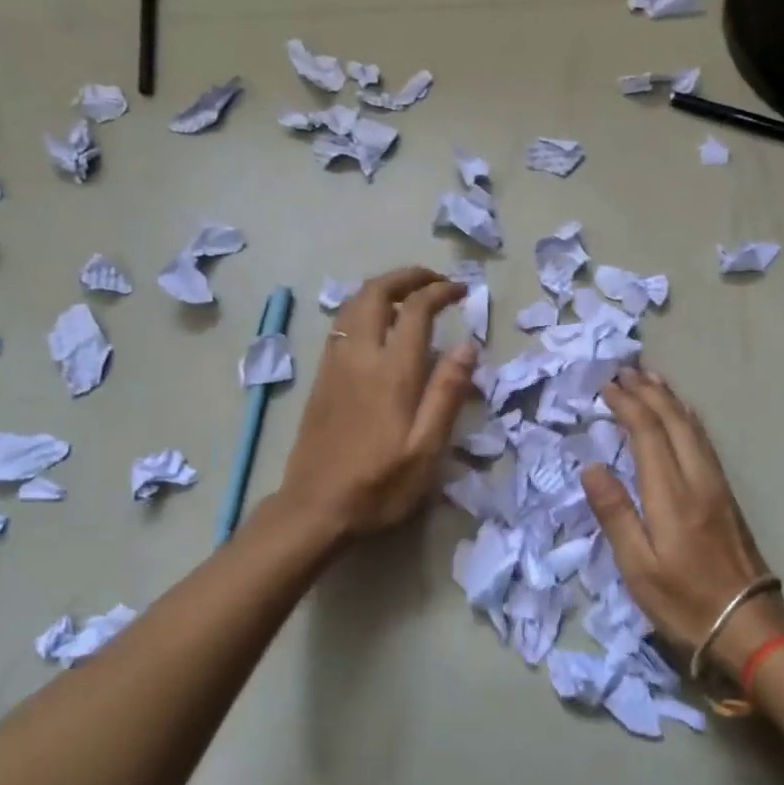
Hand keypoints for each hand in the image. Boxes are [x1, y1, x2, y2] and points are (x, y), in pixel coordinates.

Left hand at [278, 267, 477, 539]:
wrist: (315, 507)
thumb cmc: (379, 484)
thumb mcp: (426, 448)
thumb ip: (447, 392)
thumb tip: (468, 345)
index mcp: (391, 371)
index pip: (416, 309)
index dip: (440, 291)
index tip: (462, 290)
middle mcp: (358, 356)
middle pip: (376, 292)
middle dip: (407, 276)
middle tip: (434, 280)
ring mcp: (334, 364)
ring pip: (353, 304)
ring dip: (382, 288)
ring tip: (409, 296)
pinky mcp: (321, 378)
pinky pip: (341, 325)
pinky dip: (363, 309)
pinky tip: (377, 328)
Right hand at [582, 369, 783, 677]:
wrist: (748, 624)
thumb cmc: (683, 600)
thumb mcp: (638, 567)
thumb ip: (615, 514)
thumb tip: (592, 467)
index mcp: (671, 494)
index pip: (648, 434)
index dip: (628, 405)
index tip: (607, 386)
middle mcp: (697, 479)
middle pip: (674, 422)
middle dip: (649, 392)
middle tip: (626, 370)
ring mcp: (717, 486)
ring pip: (694, 428)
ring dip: (671, 400)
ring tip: (652, 379)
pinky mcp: (727, 496)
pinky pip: (704, 442)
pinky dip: (688, 419)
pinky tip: (684, 416)